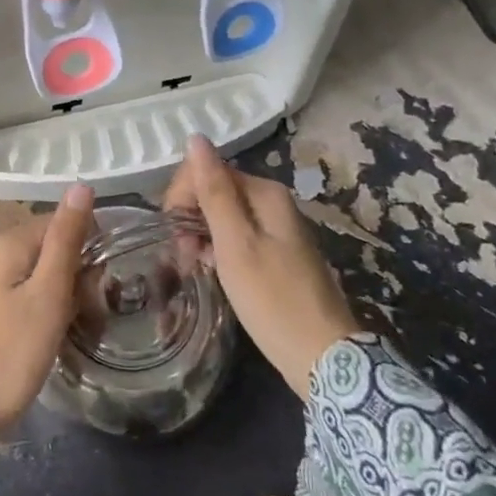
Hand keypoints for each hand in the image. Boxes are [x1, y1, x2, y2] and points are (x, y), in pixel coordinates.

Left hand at [0, 184, 94, 442]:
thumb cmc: (12, 353)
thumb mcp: (48, 294)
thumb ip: (65, 239)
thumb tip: (80, 185)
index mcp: (9, 242)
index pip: (63, 222)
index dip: (91, 247)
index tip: (106, 282)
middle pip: (54, 248)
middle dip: (80, 273)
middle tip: (93, 309)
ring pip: (45, 274)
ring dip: (68, 294)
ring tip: (80, 324)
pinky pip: (31, 295)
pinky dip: (50, 310)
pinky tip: (57, 334)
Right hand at [163, 135, 361, 392]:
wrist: (322, 357)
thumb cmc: (272, 299)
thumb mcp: (236, 244)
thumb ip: (214, 191)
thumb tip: (196, 138)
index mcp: (264, 193)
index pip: (207, 170)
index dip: (182, 196)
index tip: (173, 232)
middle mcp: (272, 202)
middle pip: (215, 191)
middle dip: (190, 216)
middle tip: (181, 255)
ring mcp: (276, 229)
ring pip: (222, 216)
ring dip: (199, 235)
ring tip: (192, 267)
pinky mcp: (276, 254)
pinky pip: (236, 238)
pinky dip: (217, 250)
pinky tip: (210, 272)